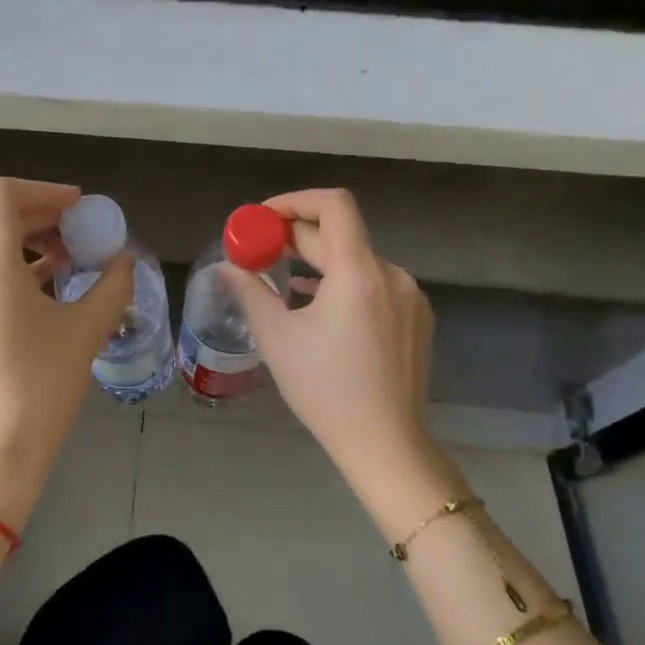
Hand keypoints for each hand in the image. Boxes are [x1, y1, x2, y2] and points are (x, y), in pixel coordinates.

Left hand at [0, 177, 134, 530]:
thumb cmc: (40, 389)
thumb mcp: (85, 332)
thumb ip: (111, 286)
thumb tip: (125, 262)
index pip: (1, 194)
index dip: (43, 191)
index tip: (78, 209)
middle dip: (40, 217)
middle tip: (79, 233)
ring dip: (25, 244)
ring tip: (66, 263)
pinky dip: (7, 270)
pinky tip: (40, 294)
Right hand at [222, 188, 437, 506]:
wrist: (385, 444)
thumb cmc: (325, 389)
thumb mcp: (277, 339)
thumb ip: (250, 292)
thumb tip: (227, 268)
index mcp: (359, 272)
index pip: (333, 205)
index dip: (295, 201)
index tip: (263, 218)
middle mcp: (392, 274)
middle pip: (342, 235)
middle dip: (298, 237)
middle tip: (261, 250)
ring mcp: (410, 297)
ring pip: (359, 261)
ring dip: (321, 262)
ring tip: (285, 280)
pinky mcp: (417, 319)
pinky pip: (376, 285)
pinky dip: (344, 283)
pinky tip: (319, 306)